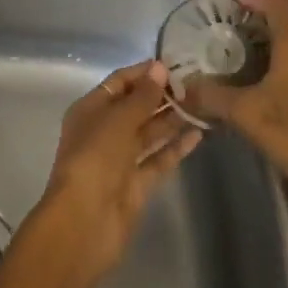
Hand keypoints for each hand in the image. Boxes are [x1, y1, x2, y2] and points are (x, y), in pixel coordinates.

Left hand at [0, 61, 201, 287]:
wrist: (84, 222)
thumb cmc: (95, 159)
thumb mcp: (118, 120)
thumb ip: (142, 96)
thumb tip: (159, 68)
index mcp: (90, 110)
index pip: (119, 83)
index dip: (143, 73)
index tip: (174, 65)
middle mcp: (104, 132)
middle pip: (136, 108)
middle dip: (161, 96)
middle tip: (196, 84)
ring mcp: (120, 160)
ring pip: (149, 133)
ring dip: (172, 119)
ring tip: (202, 104)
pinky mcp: (137, 185)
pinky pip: (158, 159)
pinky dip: (176, 147)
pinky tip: (198, 134)